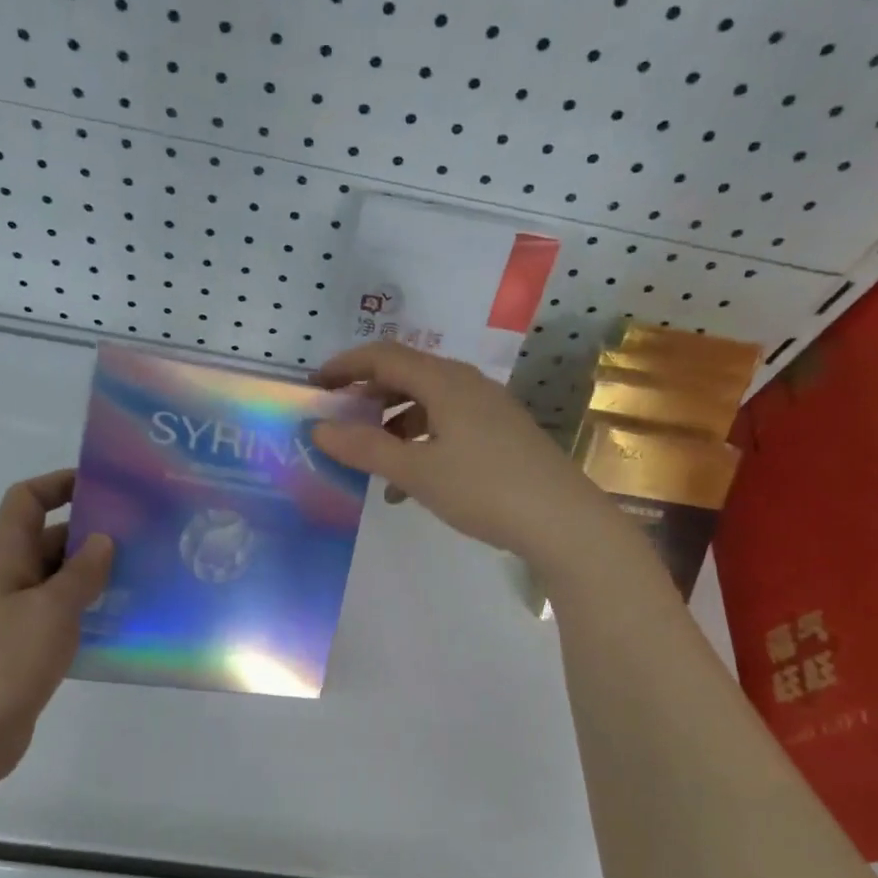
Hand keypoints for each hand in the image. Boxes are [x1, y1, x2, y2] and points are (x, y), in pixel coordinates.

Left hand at [0, 470, 111, 777]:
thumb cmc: (6, 660)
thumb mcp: (52, 609)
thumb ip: (82, 572)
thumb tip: (103, 540)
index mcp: (4, 557)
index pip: (26, 500)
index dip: (59, 484)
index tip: (102, 487)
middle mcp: (7, 579)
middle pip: (49, 539)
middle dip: (90, 534)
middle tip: (141, 537)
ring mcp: (15, 615)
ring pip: (59, 580)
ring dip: (94, 576)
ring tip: (142, 577)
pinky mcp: (25, 648)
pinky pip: (61, 615)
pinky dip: (88, 611)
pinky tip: (122, 621)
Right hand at [311, 343, 607, 570]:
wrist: (562, 521)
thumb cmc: (484, 489)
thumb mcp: (417, 471)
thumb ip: (365, 448)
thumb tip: (318, 428)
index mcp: (445, 381)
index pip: (384, 356)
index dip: (345, 366)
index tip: (314, 385)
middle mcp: (467, 385)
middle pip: (406, 376)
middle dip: (366, 396)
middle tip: (336, 420)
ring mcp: (487, 410)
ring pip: (426, 405)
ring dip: (391, 426)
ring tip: (367, 460)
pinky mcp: (499, 435)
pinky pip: (446, 427)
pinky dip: (418, 444)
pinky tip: (406, 486)